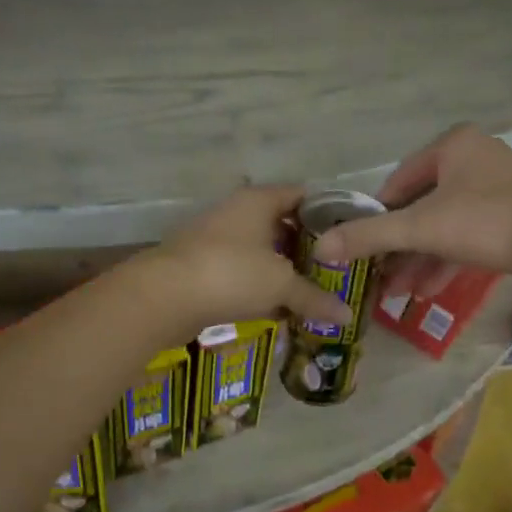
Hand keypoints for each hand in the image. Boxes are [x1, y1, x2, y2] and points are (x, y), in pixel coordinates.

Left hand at [138, 185, 351, 341]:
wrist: (163, 297)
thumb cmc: (231, 274)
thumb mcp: (281, 285)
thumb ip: (315, 298)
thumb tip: (347, 316)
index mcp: (259, 201)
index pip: (302, 195)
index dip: (328, 214)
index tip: (348, 237)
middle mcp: (236, 212)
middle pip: (281, 224)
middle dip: (306, 248)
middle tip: (334, 271)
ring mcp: (215, 238)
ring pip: (259, 251)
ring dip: (281, 270)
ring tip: (309, 292)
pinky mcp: (201, 266)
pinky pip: (240, 272)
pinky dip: (258, 287)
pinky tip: (276, 309)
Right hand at [310, 126, 511, 294]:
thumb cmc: (486, 222)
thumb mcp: (421, 229)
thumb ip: (370, 237)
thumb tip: (319, 248)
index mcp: (452, 147)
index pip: (398, 182)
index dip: (377, 217)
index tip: (363, 249)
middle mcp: (475, 159)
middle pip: (422, 208)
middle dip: (399, 248)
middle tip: (379, 277)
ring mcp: (498, 188)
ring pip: (445, 226)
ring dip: (420, 260)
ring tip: (398, 293)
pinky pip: (468, 236)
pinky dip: (447, 260)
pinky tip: (429, 290)